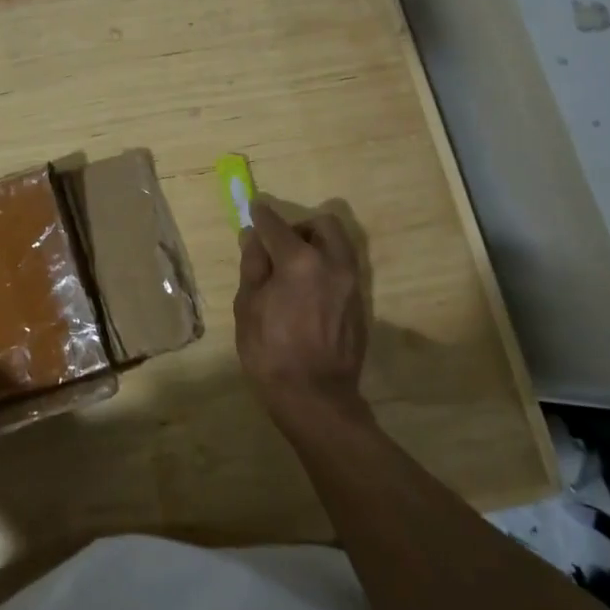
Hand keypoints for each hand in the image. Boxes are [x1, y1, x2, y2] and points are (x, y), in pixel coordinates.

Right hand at [234, 200, 369, 419]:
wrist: (315, 399)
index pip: (276, 225)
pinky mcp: (361, 303)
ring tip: (295, 269)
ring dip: (317, 246)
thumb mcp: (248, 306)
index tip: (254, 210)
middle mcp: (333, 264)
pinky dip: (326, 267)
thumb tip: (254, 238)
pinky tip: (309, 292)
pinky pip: (344, 269)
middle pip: (322, 225)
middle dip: (300, 227)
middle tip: (280, 246)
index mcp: (300, 261)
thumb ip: (253, 266)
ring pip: (339, 245)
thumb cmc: (271, 353)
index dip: (262, 216)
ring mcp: (352, 283)